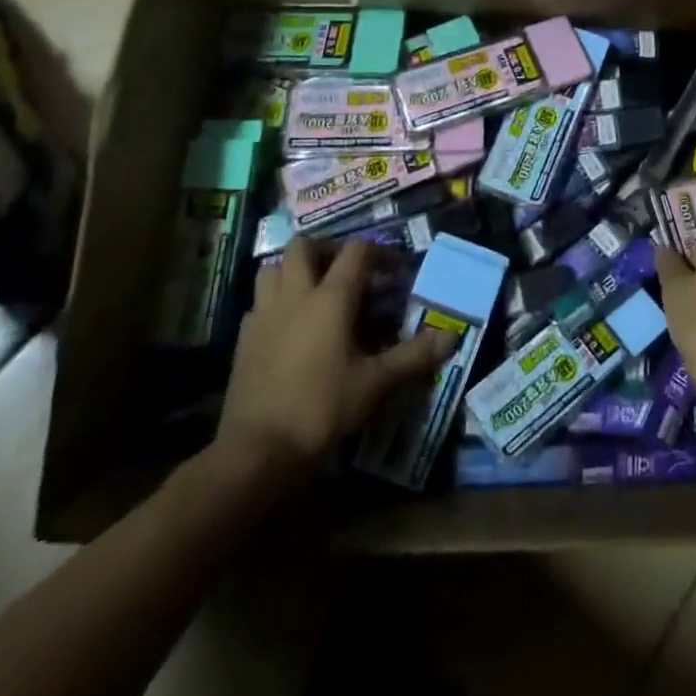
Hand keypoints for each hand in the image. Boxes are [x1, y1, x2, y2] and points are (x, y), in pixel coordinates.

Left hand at [220, 239, 455, 465]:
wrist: (258, 450)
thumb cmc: (322, 408)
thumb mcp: (375, 383)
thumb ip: (413, 356)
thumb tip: (451, 336)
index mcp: (331, 298)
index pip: (356, 251)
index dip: (379, 253)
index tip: (395, 271)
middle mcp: (295, 294)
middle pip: (303, 246)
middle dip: (326, 249)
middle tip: (346, 271)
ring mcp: (264, 314)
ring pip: (272, 269)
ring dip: (293, 270)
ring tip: (314, 292)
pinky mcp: (244, 338)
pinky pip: (259, 303)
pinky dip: (275, 302)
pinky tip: (288, 327)